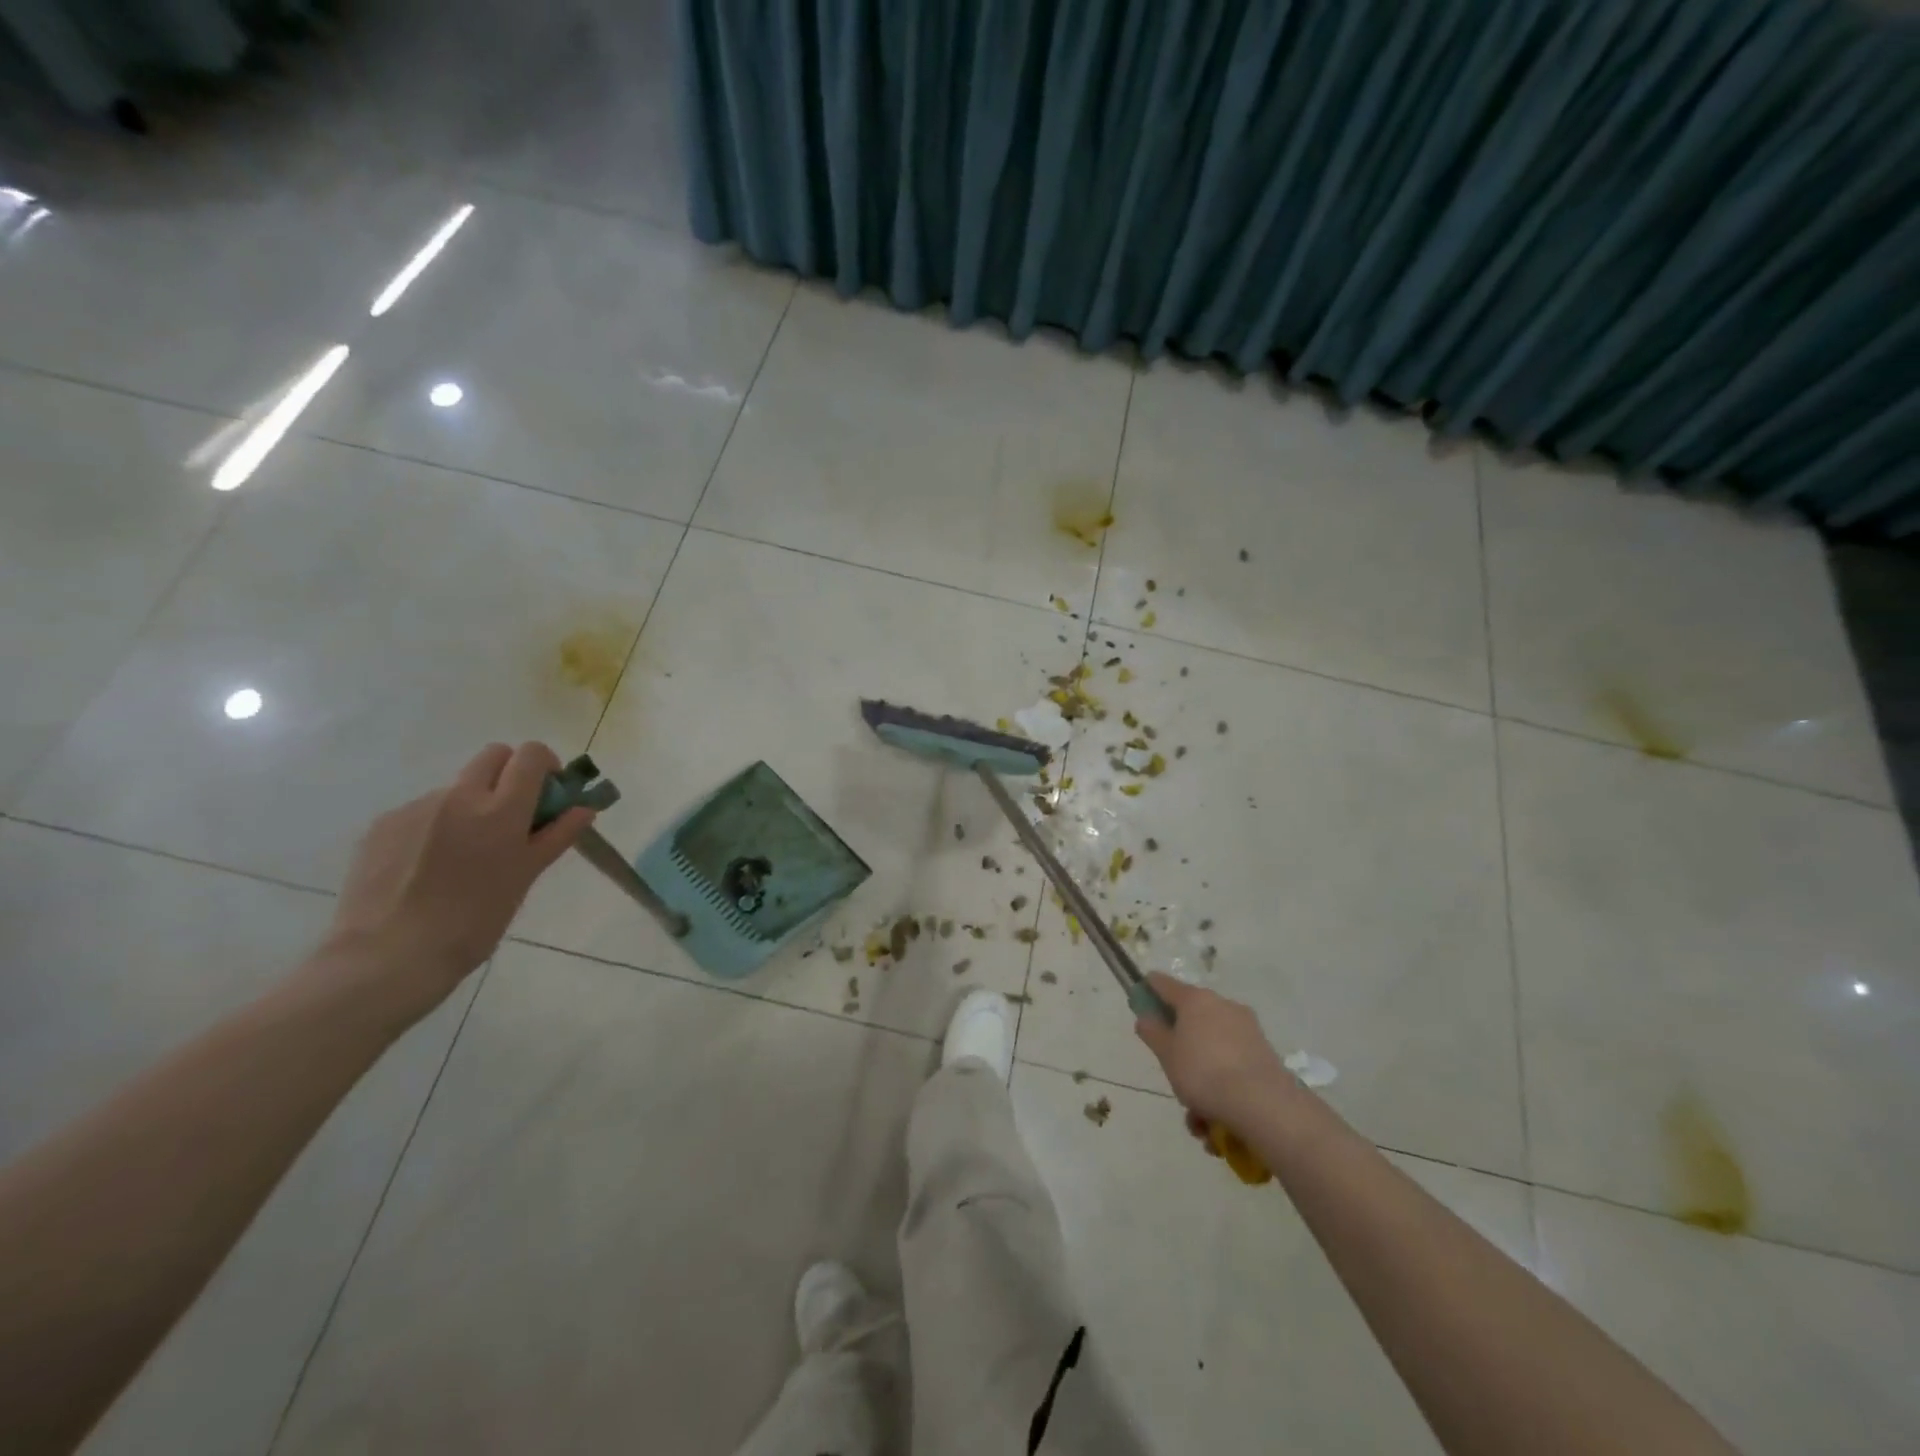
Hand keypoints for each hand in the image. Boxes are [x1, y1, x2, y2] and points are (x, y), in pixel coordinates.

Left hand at [321, 743, 593, 1018]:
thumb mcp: (525, 878)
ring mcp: (416, 807)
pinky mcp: (383, 825)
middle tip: (512, 816)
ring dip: (470, 806)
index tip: (546, 795)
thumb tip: (584, 808)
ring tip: (463, 857)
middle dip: (509, 773)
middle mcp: (458, 796)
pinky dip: (435, 827)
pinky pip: (421, 811)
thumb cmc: (473, 922)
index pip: (531, 755)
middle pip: (493, 755)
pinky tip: (428, 868)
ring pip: (456, 787)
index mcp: (500, 809)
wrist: (387, 957)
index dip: (544, 766)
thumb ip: (556, 836)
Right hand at [1133, 973, 1293, 1129]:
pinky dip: (1222, 1084)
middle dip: (1180, 1047)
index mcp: (1195, 999)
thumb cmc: (1203, 1073)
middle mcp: (1222, 1005)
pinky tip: (1216, 1120)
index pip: (1162, 983)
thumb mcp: (1166, 1054)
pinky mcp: (1263, 1052)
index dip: (1147, 993)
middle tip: (1173, 1074)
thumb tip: (1146, 1016)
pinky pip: (1232, 1062)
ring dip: (1201, 1075)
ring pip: (1212, 1046)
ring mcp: (1246, 1027)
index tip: (1141, 1010)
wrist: (1263, 1104)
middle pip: (1191, 1018)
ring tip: (1197, 1116)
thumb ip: (1152, 1032)